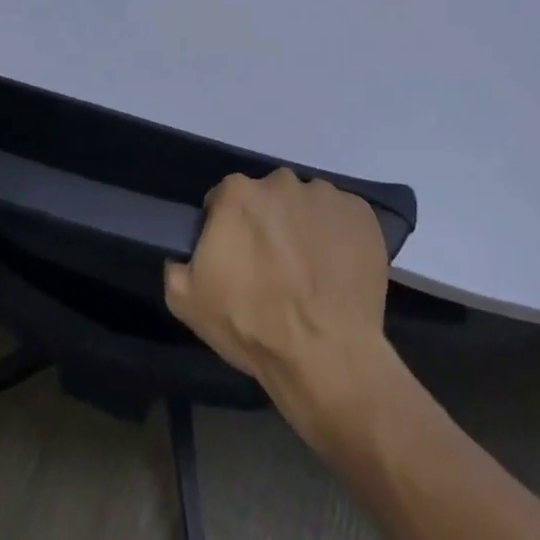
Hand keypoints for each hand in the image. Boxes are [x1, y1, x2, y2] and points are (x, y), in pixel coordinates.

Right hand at [164, 170, 391, 405]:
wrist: (326, 356)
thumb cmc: (253, 326)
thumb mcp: (188, 302)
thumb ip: (178, 264)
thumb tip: (184, 253)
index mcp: (238, 194)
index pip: (225, 200)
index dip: (228, 230)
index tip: (236, 260)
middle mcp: (282, 182)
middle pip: (269, 198)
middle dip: (269, 225)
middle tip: (275, 270)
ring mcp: (325, 195)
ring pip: (307, 206)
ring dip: (305, 229)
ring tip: (311, 275)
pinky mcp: (361, 213)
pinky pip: (342, 218)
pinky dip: (339, 238)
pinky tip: (337, 273)